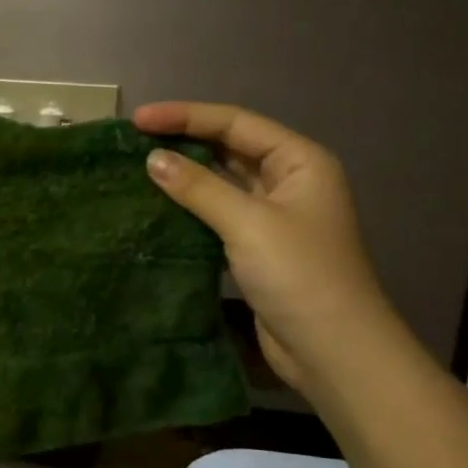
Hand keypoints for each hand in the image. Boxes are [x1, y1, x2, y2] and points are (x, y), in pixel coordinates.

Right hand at [133, 101, 385, 390]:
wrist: (333, 351)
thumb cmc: (298, 275)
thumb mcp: (248, 223)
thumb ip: (198, 187)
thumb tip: (152, 159)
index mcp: (300, 161)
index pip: (236, 123)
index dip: (186, 116)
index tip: (138, 119)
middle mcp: (290, 180)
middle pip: (231, 147)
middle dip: (185, 139)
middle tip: (134, 140)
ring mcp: (275, 215)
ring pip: (224, 181)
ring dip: (187, 173)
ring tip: (140, 166)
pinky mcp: (260, 246)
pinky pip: (220, 213)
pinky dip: (192, 206)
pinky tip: (160, 205)